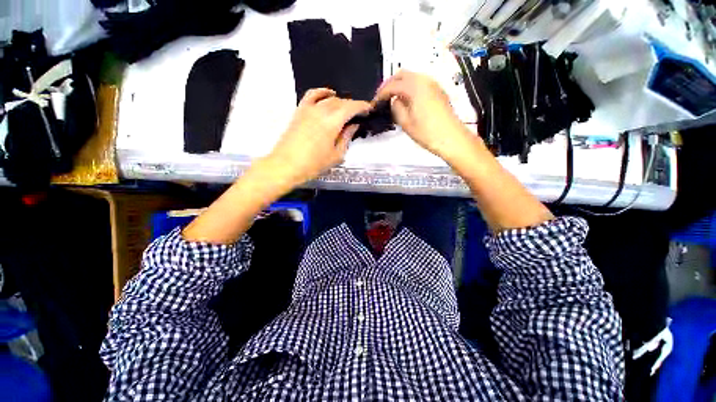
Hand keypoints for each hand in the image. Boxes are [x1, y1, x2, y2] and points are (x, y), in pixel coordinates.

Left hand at [264, 88, 370, 186]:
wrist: (286, 165)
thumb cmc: (313, 164)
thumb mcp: (336, 155)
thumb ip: (346, 138)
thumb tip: (353, 126)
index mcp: (332, 122)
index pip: (351, 107)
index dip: (362, 106)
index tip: (369, 109)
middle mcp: (321, 110)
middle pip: (341, 102)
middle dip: (352, 106)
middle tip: (359, 114)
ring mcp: (308, 108)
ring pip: (328, 98)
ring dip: (340, 101)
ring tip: (346, 109)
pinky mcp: (300, 111)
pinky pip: (312, 95)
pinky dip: (322, 92)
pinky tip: (328, 94)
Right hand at [374, 70, 474, 161]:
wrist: (451, 138)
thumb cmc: (427, 132)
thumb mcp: (406, 123)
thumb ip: (396, 108)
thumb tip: (394, 101)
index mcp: (415, 87)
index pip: (393, 85)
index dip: (382, 93)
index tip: (375, 102)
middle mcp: (424, 80)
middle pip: (402, 74)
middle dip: (390, 84)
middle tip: (383, 97)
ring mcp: (433, 84)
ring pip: (412, 77)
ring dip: (400, 85)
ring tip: (393, 99)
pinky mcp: (438, 90)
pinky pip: (420, 83)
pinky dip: (410, 87)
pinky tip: (407, 100)